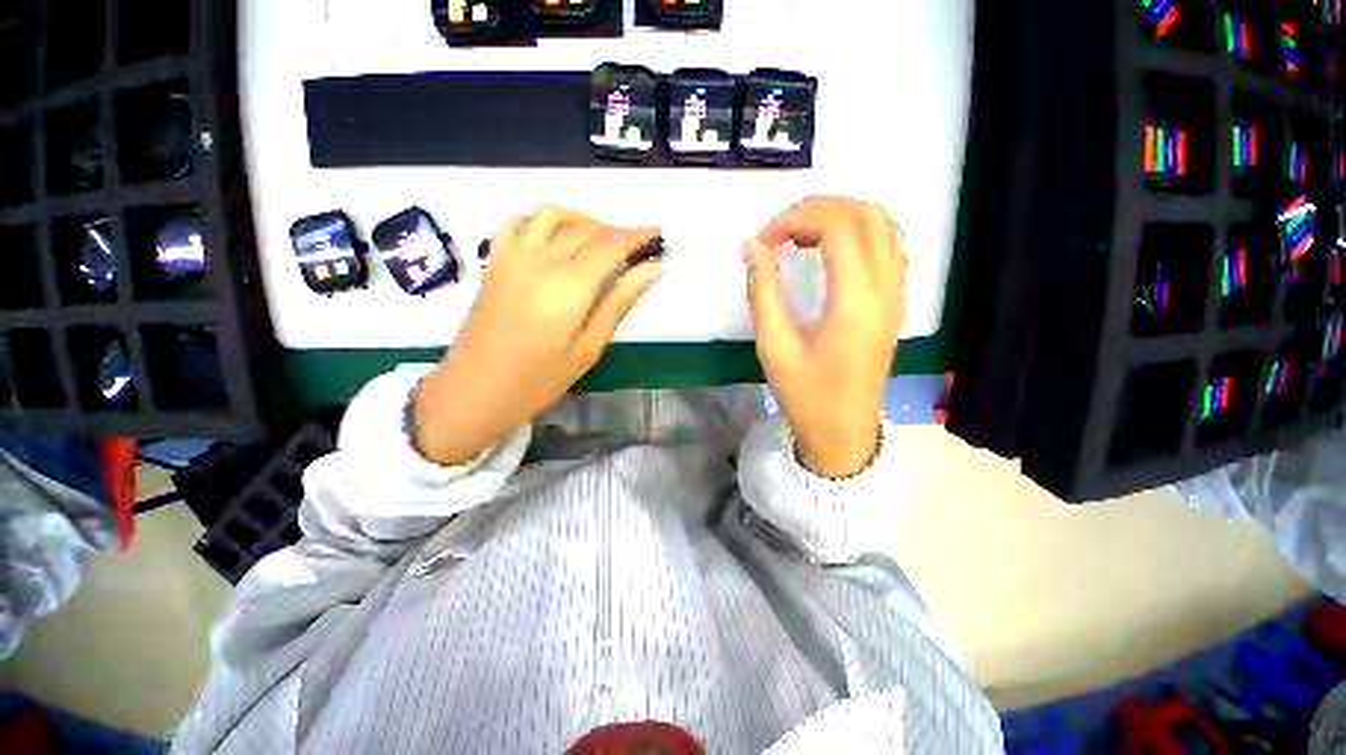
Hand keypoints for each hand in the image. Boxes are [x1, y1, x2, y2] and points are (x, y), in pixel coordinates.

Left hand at [413, 207, 662, 465]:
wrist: (476, 389)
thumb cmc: (540, 378)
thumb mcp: (589, 346)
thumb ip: (620, 302)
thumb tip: (652, 269)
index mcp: (569, 283)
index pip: (611, 245)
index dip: (638, 236)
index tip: (659, 233)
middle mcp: (541, 258)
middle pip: (586, 228)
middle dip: (617, 230)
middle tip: (638, 247)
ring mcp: (512, 255)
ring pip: (552, 215)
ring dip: (583, 220)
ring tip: (601, 240)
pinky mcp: (495, 261)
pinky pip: (517, 222)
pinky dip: (542, 221)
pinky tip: (554, 239)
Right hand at [744, 196, 905, 477]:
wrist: (843, 432)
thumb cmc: (806, 395)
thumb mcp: (774, 347)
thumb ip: (763, 291)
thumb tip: (751, 246)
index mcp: (855, 301)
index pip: (837, 227)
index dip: (796, 218)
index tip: (763, 239)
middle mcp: (885, 288)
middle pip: (864, 214)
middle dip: (818, 209)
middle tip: (780, 231)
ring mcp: (895, 294)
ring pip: (882, 225)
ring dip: (841, 216)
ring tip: (801, 235)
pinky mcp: (894, 303)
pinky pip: (887, 246)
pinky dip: (858, 233)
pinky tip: (828, 251)